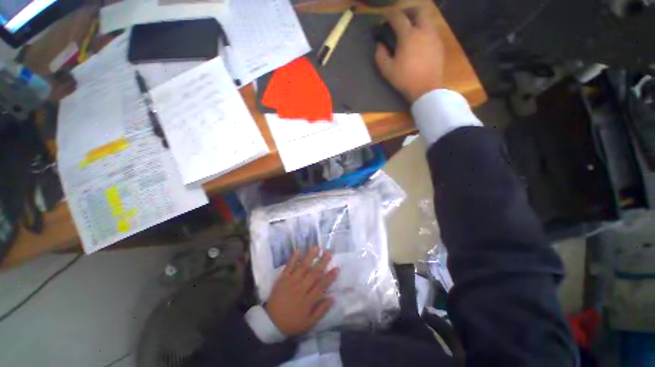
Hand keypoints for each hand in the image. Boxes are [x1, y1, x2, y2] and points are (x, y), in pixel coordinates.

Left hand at [265, 247, 338, 336]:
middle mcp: (301, 289)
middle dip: (322, 262)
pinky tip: (298, 250)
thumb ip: (321, 311)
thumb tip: (332, 298)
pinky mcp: (282, 279)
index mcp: (308, 300)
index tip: (337, 268)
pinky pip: (288, 267)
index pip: (321, 286)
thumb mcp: (309, 323)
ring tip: (316, 247)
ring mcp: (291, 282)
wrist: (270, 323)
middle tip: (329, 252)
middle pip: (314, 273)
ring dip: (310, 257)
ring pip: (302, 267)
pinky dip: (293, 259)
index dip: (330, 277)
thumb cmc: (292, 323)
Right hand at [375, 4, 444, 102]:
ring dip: (418, 20)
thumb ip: (380, 55)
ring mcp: (433, 36)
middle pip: (418, 10)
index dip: (390, 14)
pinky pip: (432, 29)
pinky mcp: (439, 43)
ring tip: (411, 28)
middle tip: (401, 18)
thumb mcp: (387, 70)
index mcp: (408, 36)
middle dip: (408, 11)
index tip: (385, 15)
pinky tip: (420, 40)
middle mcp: (423, 30)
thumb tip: (379, 44)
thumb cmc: (405, 79)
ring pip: (427, 19)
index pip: (398, 17)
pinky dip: (424, 29)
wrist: (426, 88)